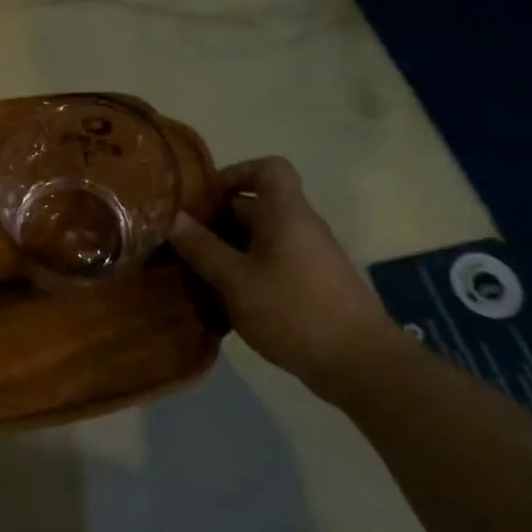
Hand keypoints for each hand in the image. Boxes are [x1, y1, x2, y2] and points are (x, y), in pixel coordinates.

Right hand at [169, 156, 399, 386]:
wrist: (360, 362)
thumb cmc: (293, 310)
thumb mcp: (236, 281)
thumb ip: (202, 248)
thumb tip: (172, 217)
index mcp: (286, 212)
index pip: (268, 168)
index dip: (236, 174)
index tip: (205, 200)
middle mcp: (301, 226)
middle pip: (257, 206)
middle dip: (218, 221)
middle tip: (185, 244)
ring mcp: (310, 256)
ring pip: (262, 238)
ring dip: (230, 251)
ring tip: (198, 275)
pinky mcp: (313, 284)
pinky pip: (273, 263)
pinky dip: (248, 272)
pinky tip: (226, 301)